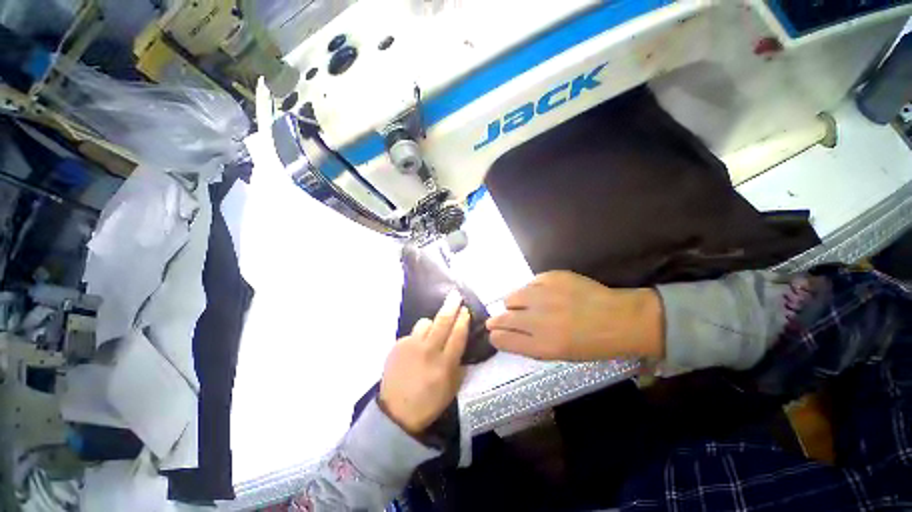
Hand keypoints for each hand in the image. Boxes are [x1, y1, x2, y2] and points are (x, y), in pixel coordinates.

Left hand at [379, 291, 469, 434]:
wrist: (396, 412)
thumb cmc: (429, 402)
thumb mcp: (452, 388)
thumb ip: (458, 364)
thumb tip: (460, 342)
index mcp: (444, 364)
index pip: (457, 335)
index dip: (463, 320)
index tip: (465, 309)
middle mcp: (428, 351)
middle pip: (442, 322)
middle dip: (451, 306)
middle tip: (456, 295)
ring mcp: (410, 347)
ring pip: (425, 322)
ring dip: (432, 323)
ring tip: (433, 332)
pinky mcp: (397, 346)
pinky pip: (412, 333)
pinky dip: (418, 337)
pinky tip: (417, 348)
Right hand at [486, 271, 663, 361]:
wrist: (619, 318)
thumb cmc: (591, 343)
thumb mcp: (558, 354)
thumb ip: (528, 344)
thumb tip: (506, 333)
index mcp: (541, 345)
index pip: (502, 339)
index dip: (496, 336)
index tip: (496, 333)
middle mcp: (537, 320)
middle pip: (501, 318)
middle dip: (498, 320)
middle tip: (502, 318)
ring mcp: (543, 296)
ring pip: (511, 297)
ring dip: (515, 303)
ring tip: (527, 304)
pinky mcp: (551, 277)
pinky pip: (530, 283)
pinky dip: (533, 289)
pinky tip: (546, 294)